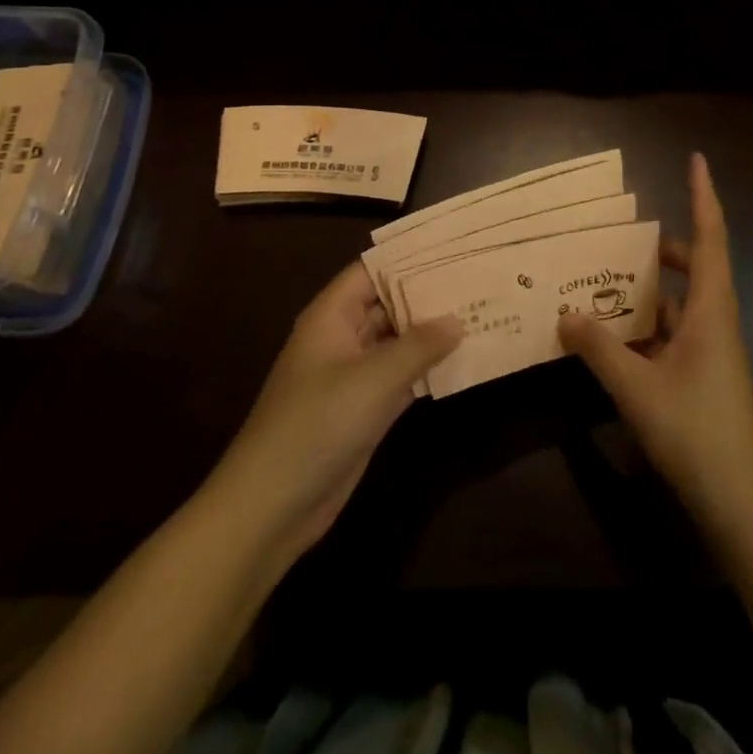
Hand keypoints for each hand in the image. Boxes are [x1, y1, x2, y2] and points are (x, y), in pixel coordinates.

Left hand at [212, 262, 461, 563]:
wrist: (272, 506)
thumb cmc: (317, 424)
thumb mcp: (373, 379)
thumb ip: (419, 346)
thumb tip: (458, 319)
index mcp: (332, 316)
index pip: (372, 271)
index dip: (408, 257)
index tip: (452, 247)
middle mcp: (343, 338)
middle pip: (389, 304)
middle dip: (429, 294)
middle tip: (478, 278)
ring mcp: (354, 375)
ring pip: (398, 341)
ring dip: (433, 333)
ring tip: (480, 311)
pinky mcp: (365, 408)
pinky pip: (401, 376)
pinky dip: (428, 368)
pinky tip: (464, 359)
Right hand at [558, 154, 752, 529]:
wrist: (740, 499)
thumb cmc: (695, 430)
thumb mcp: (636, 387)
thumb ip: (598, 348)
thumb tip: (564, 313)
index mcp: (710, 308)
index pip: (710, 236)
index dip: (703, 195)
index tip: (696, 159)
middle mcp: (715, 319)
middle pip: (695, 264)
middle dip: (663, 245)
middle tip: (624, 236)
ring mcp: (712, 348)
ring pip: (681, 301)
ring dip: (650, 288)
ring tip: (606, 281)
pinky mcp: (703, 373)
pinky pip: (673, 332)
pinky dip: (647, 325)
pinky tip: (613, 336)